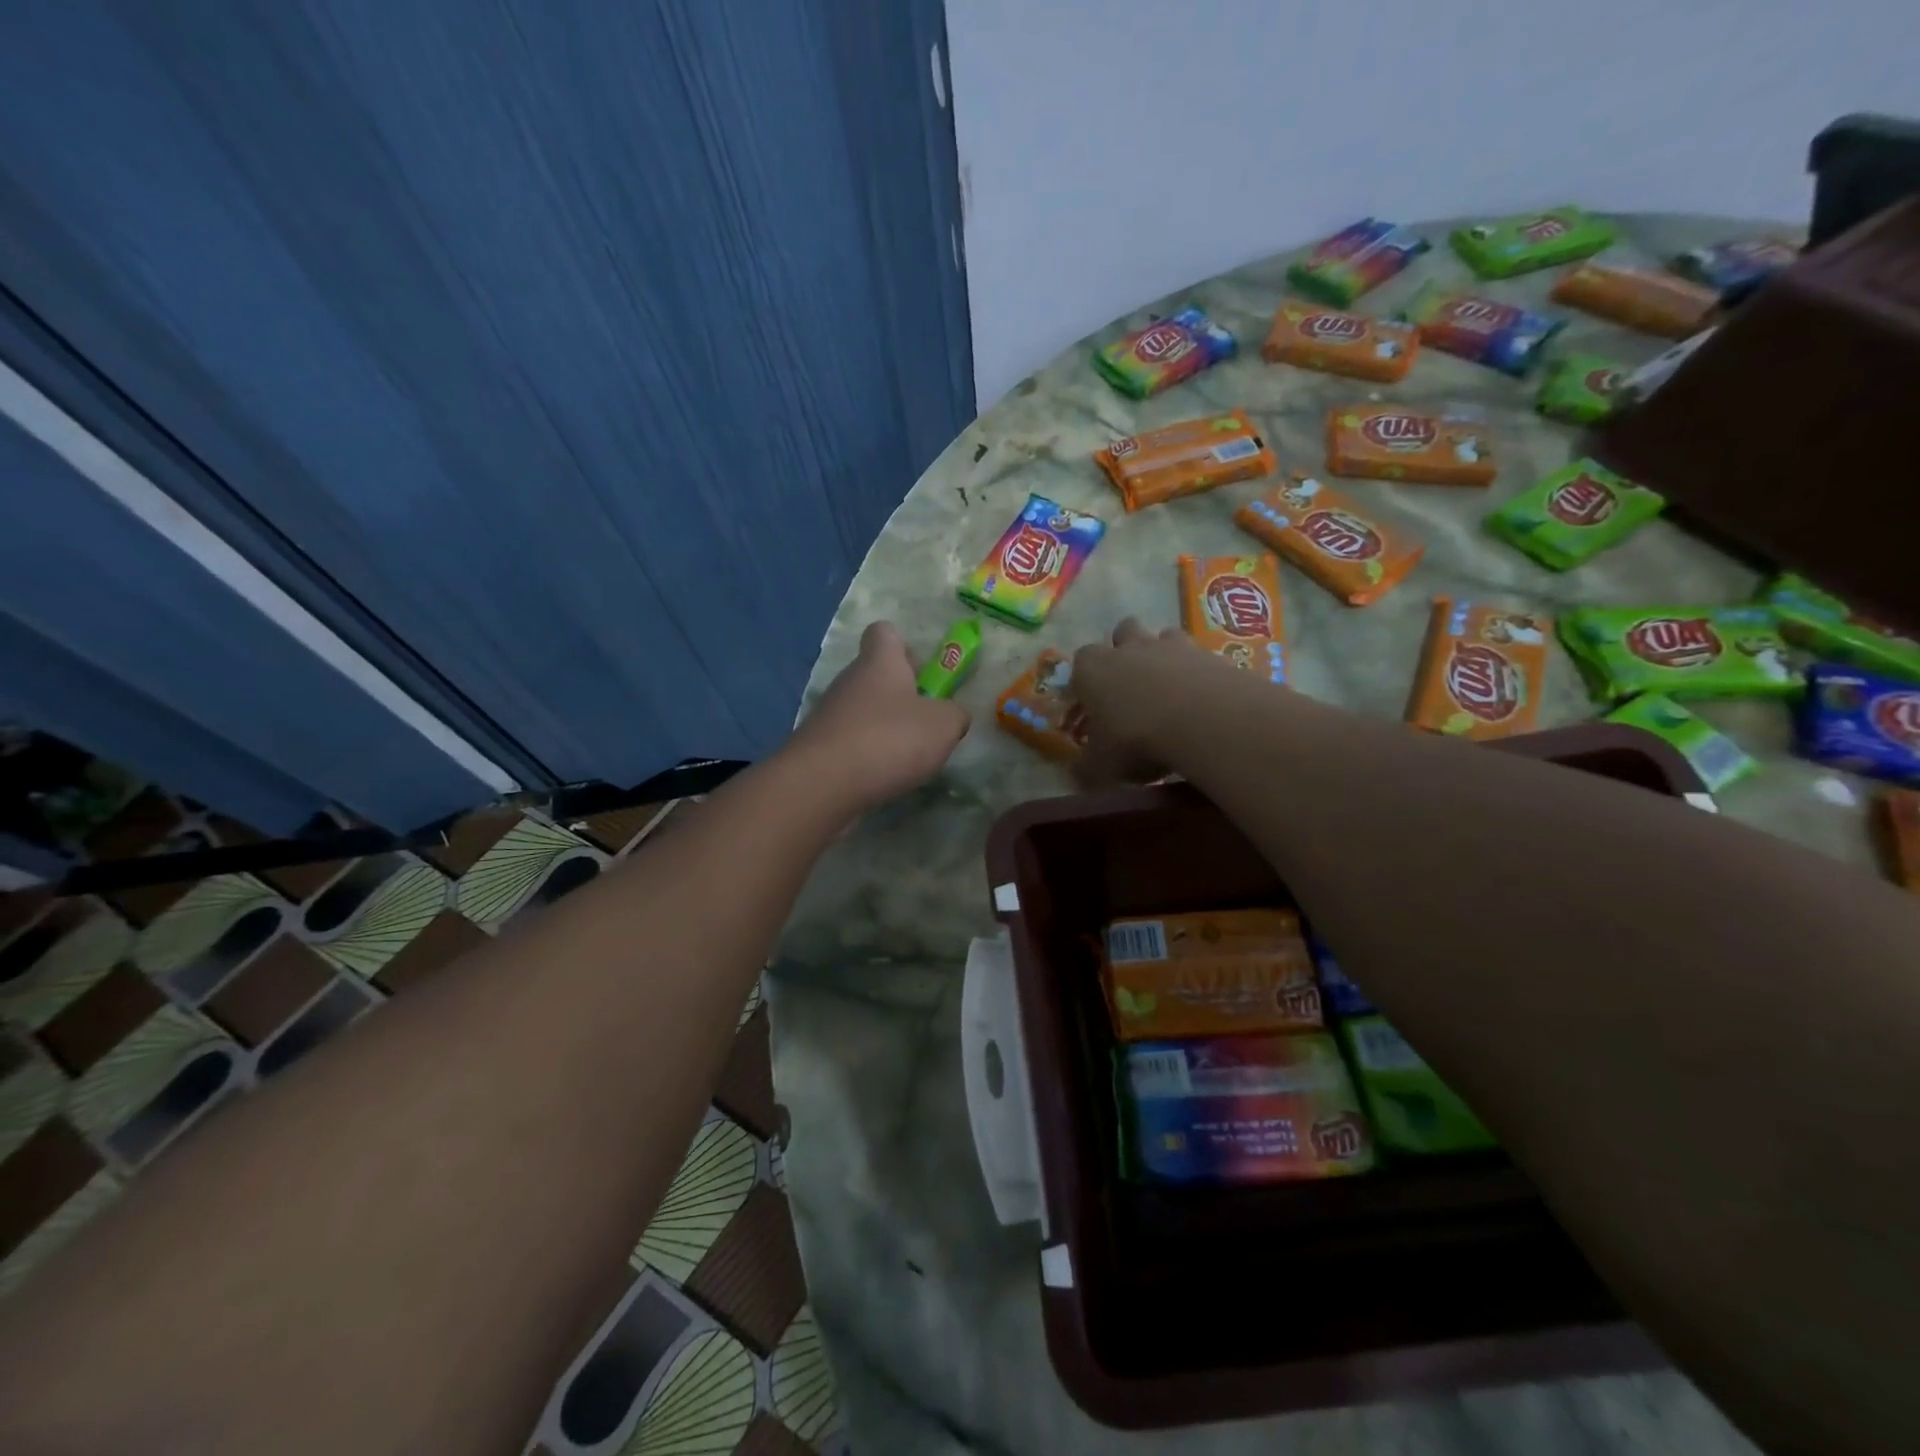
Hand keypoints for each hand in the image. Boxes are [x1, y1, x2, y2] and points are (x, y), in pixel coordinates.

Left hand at [788, 621, 969, 813]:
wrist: (822, 784)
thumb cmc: (889, 739)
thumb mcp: (943, 725)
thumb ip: (955, 715)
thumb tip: (952, 716)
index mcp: (879, 663)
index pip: (885, 632)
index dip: (904, 645)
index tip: (921, 671)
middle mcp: (850, 681)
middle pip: (875, 675)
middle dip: (901, 695)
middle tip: (926, 722)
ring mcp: (829, 714)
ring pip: (863, 711)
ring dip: (885, 728)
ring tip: (908, 756)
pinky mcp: (819, 748)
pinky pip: (850, 741)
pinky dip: (867, 755)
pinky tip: (883, 776)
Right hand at [1070, 618, 1216, 787]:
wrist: (1203, 720)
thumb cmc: (1136, 738)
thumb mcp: (1102, 765)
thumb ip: (1087, 768)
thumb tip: (1076, 775)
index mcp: (1093, 669)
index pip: (1080, 662)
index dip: (1085, 680)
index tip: (1090, 702)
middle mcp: (1129, 649)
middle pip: (1122, 631)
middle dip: (1124, 650)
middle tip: (1130, 684)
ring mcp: (1172, 647)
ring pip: (1163, 635)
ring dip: (1163, 655)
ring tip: (1169, 687)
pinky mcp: (1209, 654)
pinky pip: (1199, 657)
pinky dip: (1198, 673)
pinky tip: (1202, 700)